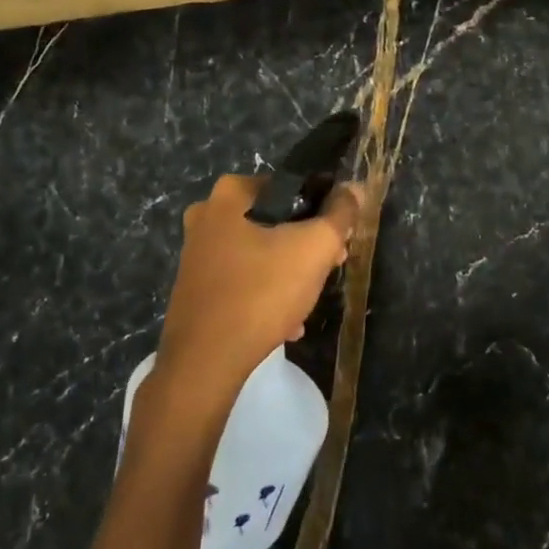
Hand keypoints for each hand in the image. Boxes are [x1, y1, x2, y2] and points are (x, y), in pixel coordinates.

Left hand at [151, 174, 362, 409]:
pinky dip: (264, 295)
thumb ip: (340, 213)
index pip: (291, 188)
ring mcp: (195, 252)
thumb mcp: (315, 247)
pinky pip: (240, 280)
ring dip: (288, 274)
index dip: (323, 211)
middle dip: (306, 246)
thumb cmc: (262, 292)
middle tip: (329, 269)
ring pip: (259, 253)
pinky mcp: (194, 286)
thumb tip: (354, 188)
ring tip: (307, 302)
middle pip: (275, 222)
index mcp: (231, 194)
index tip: (339, 241)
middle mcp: (206, 214)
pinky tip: (284, 323)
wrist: (205, 361)